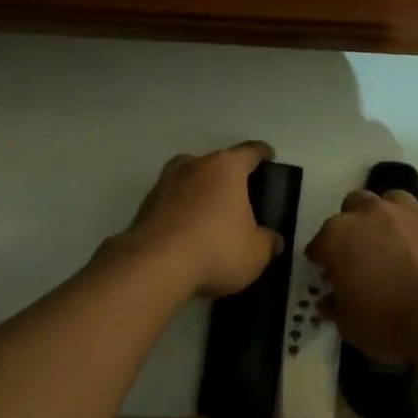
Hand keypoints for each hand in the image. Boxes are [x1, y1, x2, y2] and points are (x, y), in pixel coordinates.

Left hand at [124, 142, 282, 297]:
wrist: (155, 266)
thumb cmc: (217, 249)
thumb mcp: (256, 253)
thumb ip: (267, 242)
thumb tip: (273, 240)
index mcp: (226, 168)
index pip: (250, 152)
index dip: (262, 153)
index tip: (268, 156)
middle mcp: (194, 166)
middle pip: (215, 163)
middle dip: (226, 175)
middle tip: (238, 195)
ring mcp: (164, 184)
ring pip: (188, 180)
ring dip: (199, 192)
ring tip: (209, 216)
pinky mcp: (144, 207)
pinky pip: (170, 203)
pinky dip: (180, 213)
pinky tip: (187, 235)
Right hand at [306, 190, 417, 359]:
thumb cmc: (387, 321)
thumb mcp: (350, 325)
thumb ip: (336, 306)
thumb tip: (329, 301)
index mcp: (339, 236)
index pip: (320, 243)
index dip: (323, 258)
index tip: (329, 273)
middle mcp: (371, 212)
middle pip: (354, 205)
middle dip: (354, 223)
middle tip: (362, 249)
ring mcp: (409, 210)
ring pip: (392, 200)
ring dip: (390, 216)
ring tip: (397, 240)